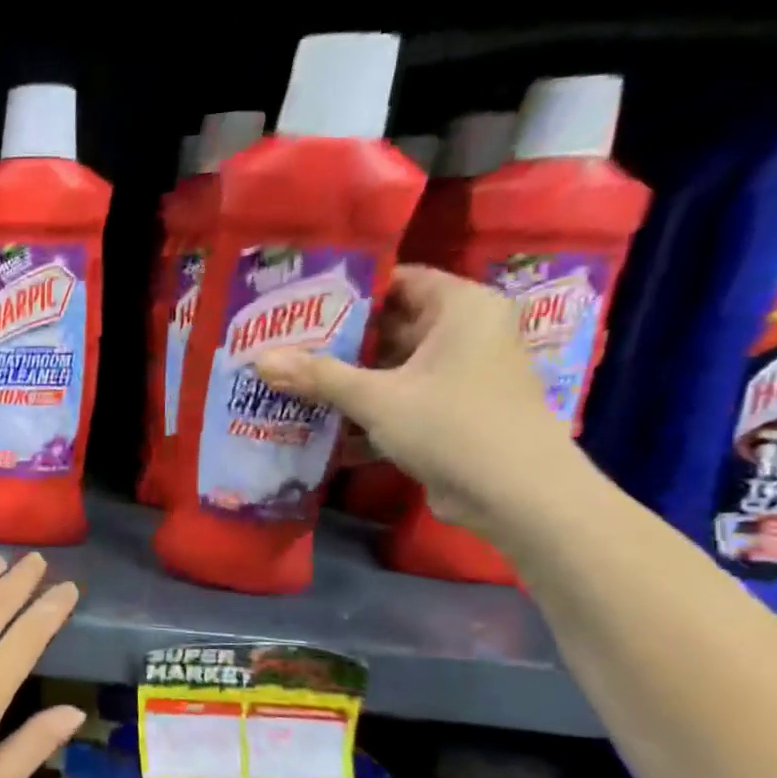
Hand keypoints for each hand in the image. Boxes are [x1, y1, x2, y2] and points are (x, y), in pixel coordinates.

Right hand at [256, 265, 584, 536]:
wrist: (516, 497)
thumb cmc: (452, 425)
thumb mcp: (376, 397)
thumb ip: (317, 375)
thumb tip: (259, 359)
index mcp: (462, 309)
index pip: (398, 281)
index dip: (347, 291)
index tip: (298, 303)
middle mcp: (465, 334)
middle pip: (389, 326)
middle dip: (335, 341)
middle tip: (282, 345)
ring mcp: (458, 376)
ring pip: (389, 368)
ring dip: (343, 380)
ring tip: (287, 381)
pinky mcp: (449, 413)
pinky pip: (397, 400)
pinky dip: (363, 411)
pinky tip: (316, 424)